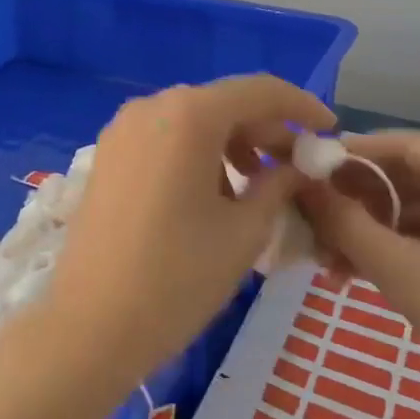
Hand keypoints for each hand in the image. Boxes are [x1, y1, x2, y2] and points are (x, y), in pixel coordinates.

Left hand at [30, 75, 335, 390]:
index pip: (259, 91)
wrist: (90, 326)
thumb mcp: (244, 231)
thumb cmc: (177, 278)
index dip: (301, 106)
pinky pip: (164, 139)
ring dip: (231, 143)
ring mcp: (122, 130)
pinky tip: (211, 193)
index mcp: (189, 115)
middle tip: (295, 167)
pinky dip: (197, 154)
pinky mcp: (106, 156)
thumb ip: (279, 185)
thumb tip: (298, 165)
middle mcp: (152, 107)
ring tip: (255, 186)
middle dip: (265, 129)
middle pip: (223, 103)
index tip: (329, 130)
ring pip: (192, 121)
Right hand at [298, 131, 419, 418]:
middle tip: (313, 224)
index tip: (307, 173)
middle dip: (358, 203)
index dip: (350, 157)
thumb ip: (345, 223)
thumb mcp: (399, 268)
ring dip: (374, 231)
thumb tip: (302, 186)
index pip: (403, 145)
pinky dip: (400, 248)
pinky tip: (359, 273)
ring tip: (328, 262)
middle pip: (410, 176)